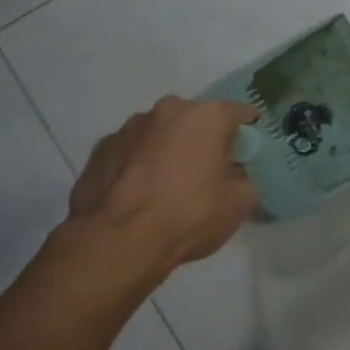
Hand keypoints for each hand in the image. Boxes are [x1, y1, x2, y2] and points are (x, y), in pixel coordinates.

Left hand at [64, 96, 258, 290]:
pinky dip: (140, 165)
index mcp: (207, 116)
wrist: (119, 240)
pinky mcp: (100, 149)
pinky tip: (140, 194)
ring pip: (161, 133)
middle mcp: (168, 109)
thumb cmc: (190, 213)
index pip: (241, 113)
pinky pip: (132, 152)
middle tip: (209, 172)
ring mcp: (128, 127)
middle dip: (204, 140)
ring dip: (169, 150)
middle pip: (197, 120)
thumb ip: (244, 179)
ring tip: (169, 186)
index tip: (248, 156)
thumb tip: (234, 175)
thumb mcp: (240, 202)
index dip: (249, 134)